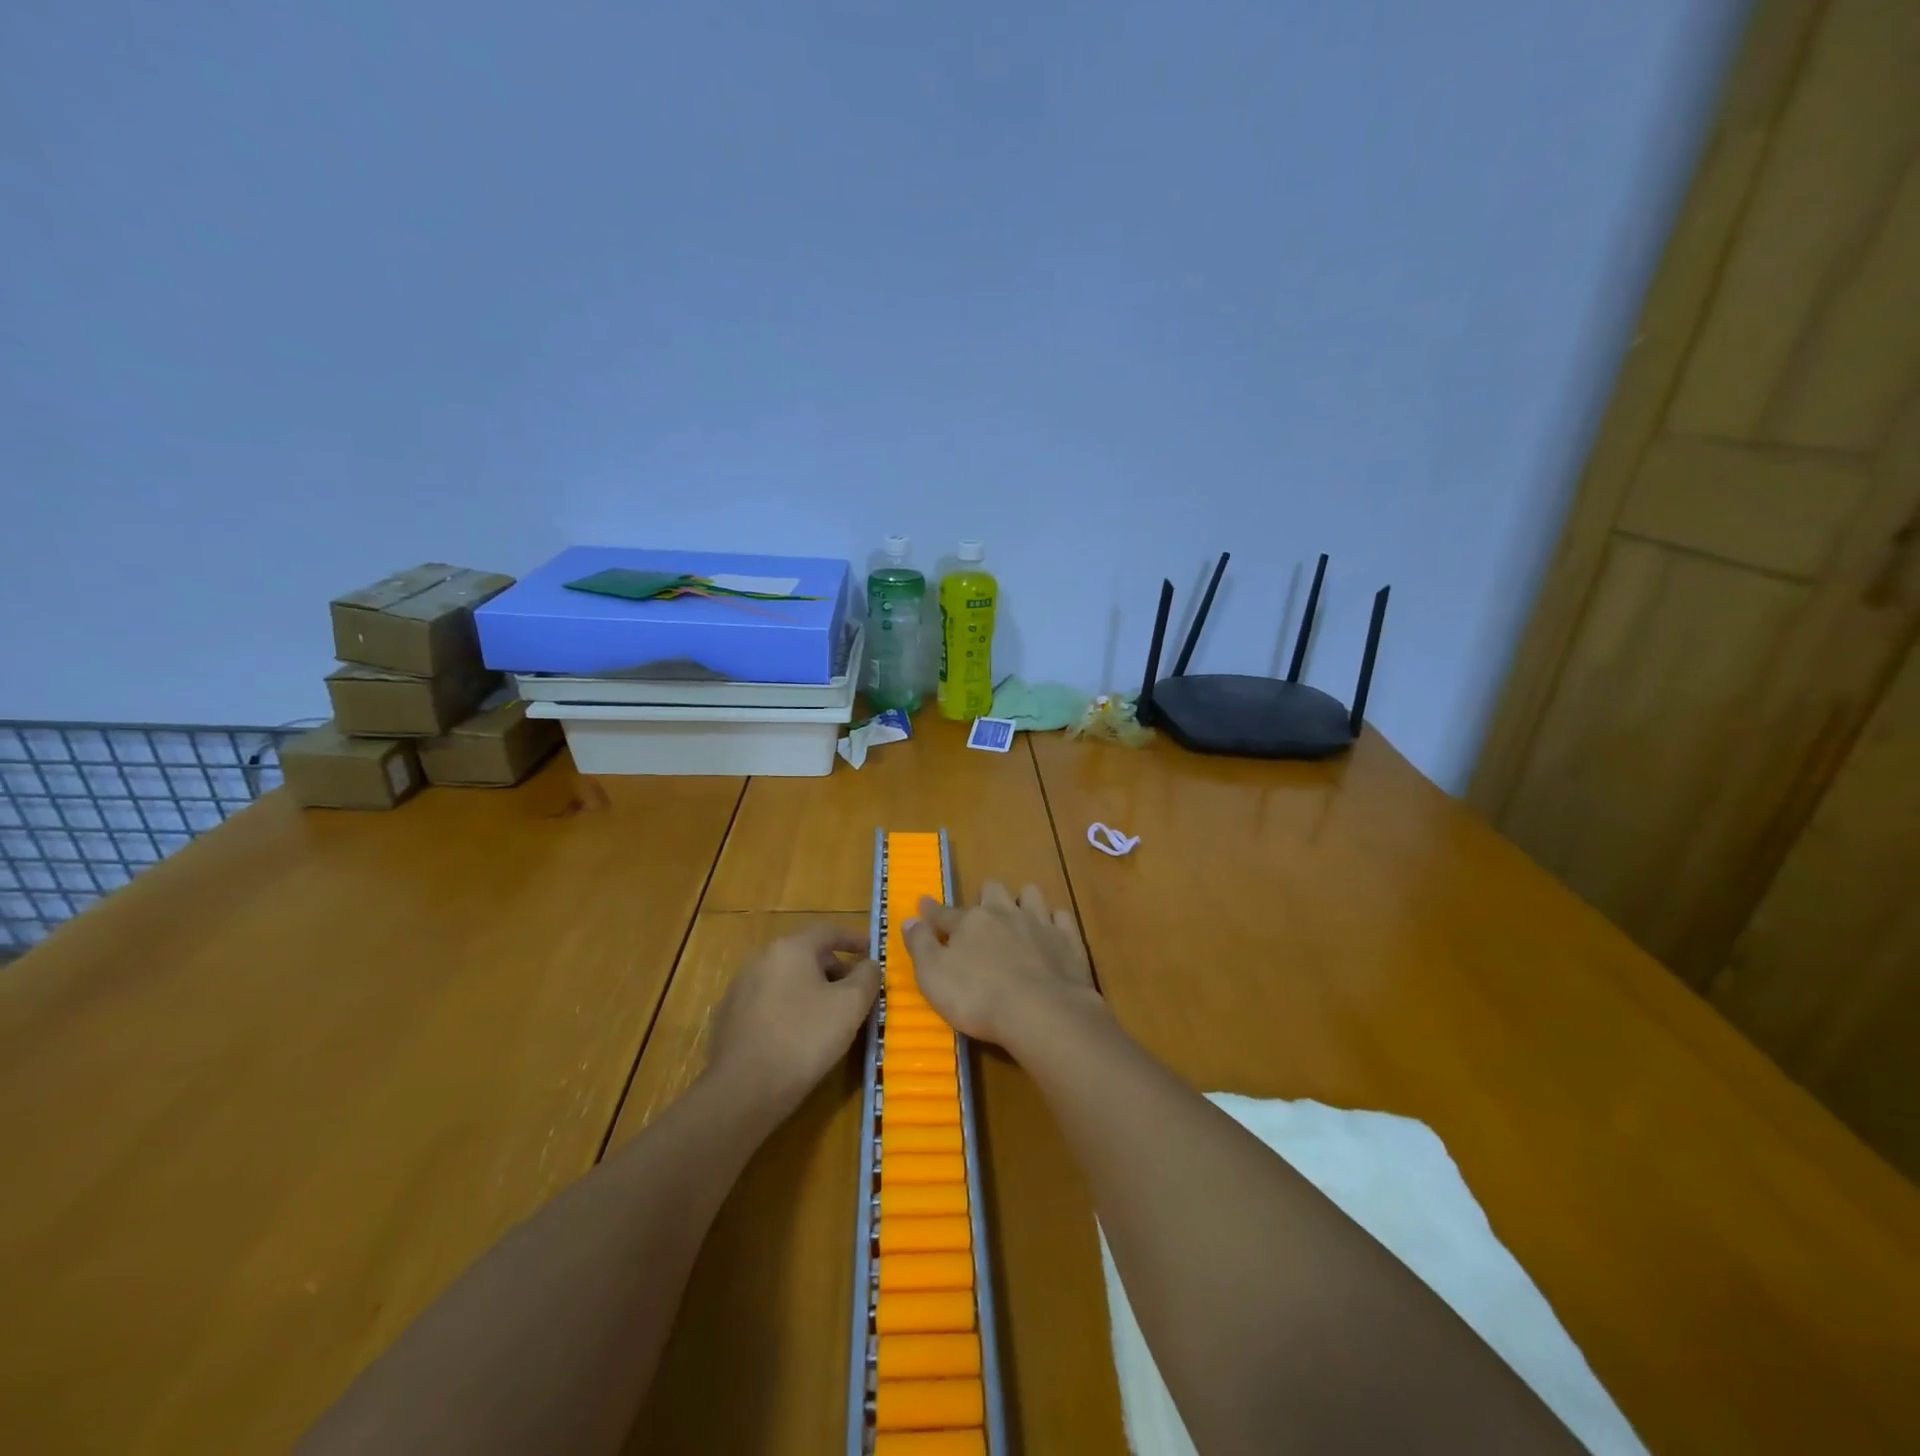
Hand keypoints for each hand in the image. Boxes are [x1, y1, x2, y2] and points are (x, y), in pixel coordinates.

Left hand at [708, 925, 880, 1118]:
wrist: (743, 1091)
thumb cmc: (804, 1038)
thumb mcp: (850, 1005)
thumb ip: (867, 976)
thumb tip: (869, 964)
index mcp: (790, 948)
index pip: (828, 931)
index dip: (854, 939)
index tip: (872, 952)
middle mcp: (761, 959)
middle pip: (806, 954)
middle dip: (834, 969)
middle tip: (855, 991)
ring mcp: (740, 989)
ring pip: (786, 979)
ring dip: (811, 990)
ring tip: (830, 1016)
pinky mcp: (729, 1018)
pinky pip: (769, 1003)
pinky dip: (789, 1009)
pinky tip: (798, 1036)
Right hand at [902, 882, 1104, 1051]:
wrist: (1041, 1012)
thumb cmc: (978, 998)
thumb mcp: (933, 977)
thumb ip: (920, 946)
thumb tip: (909, 919)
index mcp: (969, 922)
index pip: (944, 912)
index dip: (932, 910)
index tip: (923, 904)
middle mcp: (1003, 913)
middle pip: (992, 890)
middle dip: (985, 897)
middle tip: (982, 913)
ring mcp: (1039, 923)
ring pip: (1030, 894)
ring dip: (1023, 900)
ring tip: (1019, 915)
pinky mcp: (1067, 939)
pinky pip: (1061, 917)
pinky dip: (1054, 921)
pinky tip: (1052, 931)